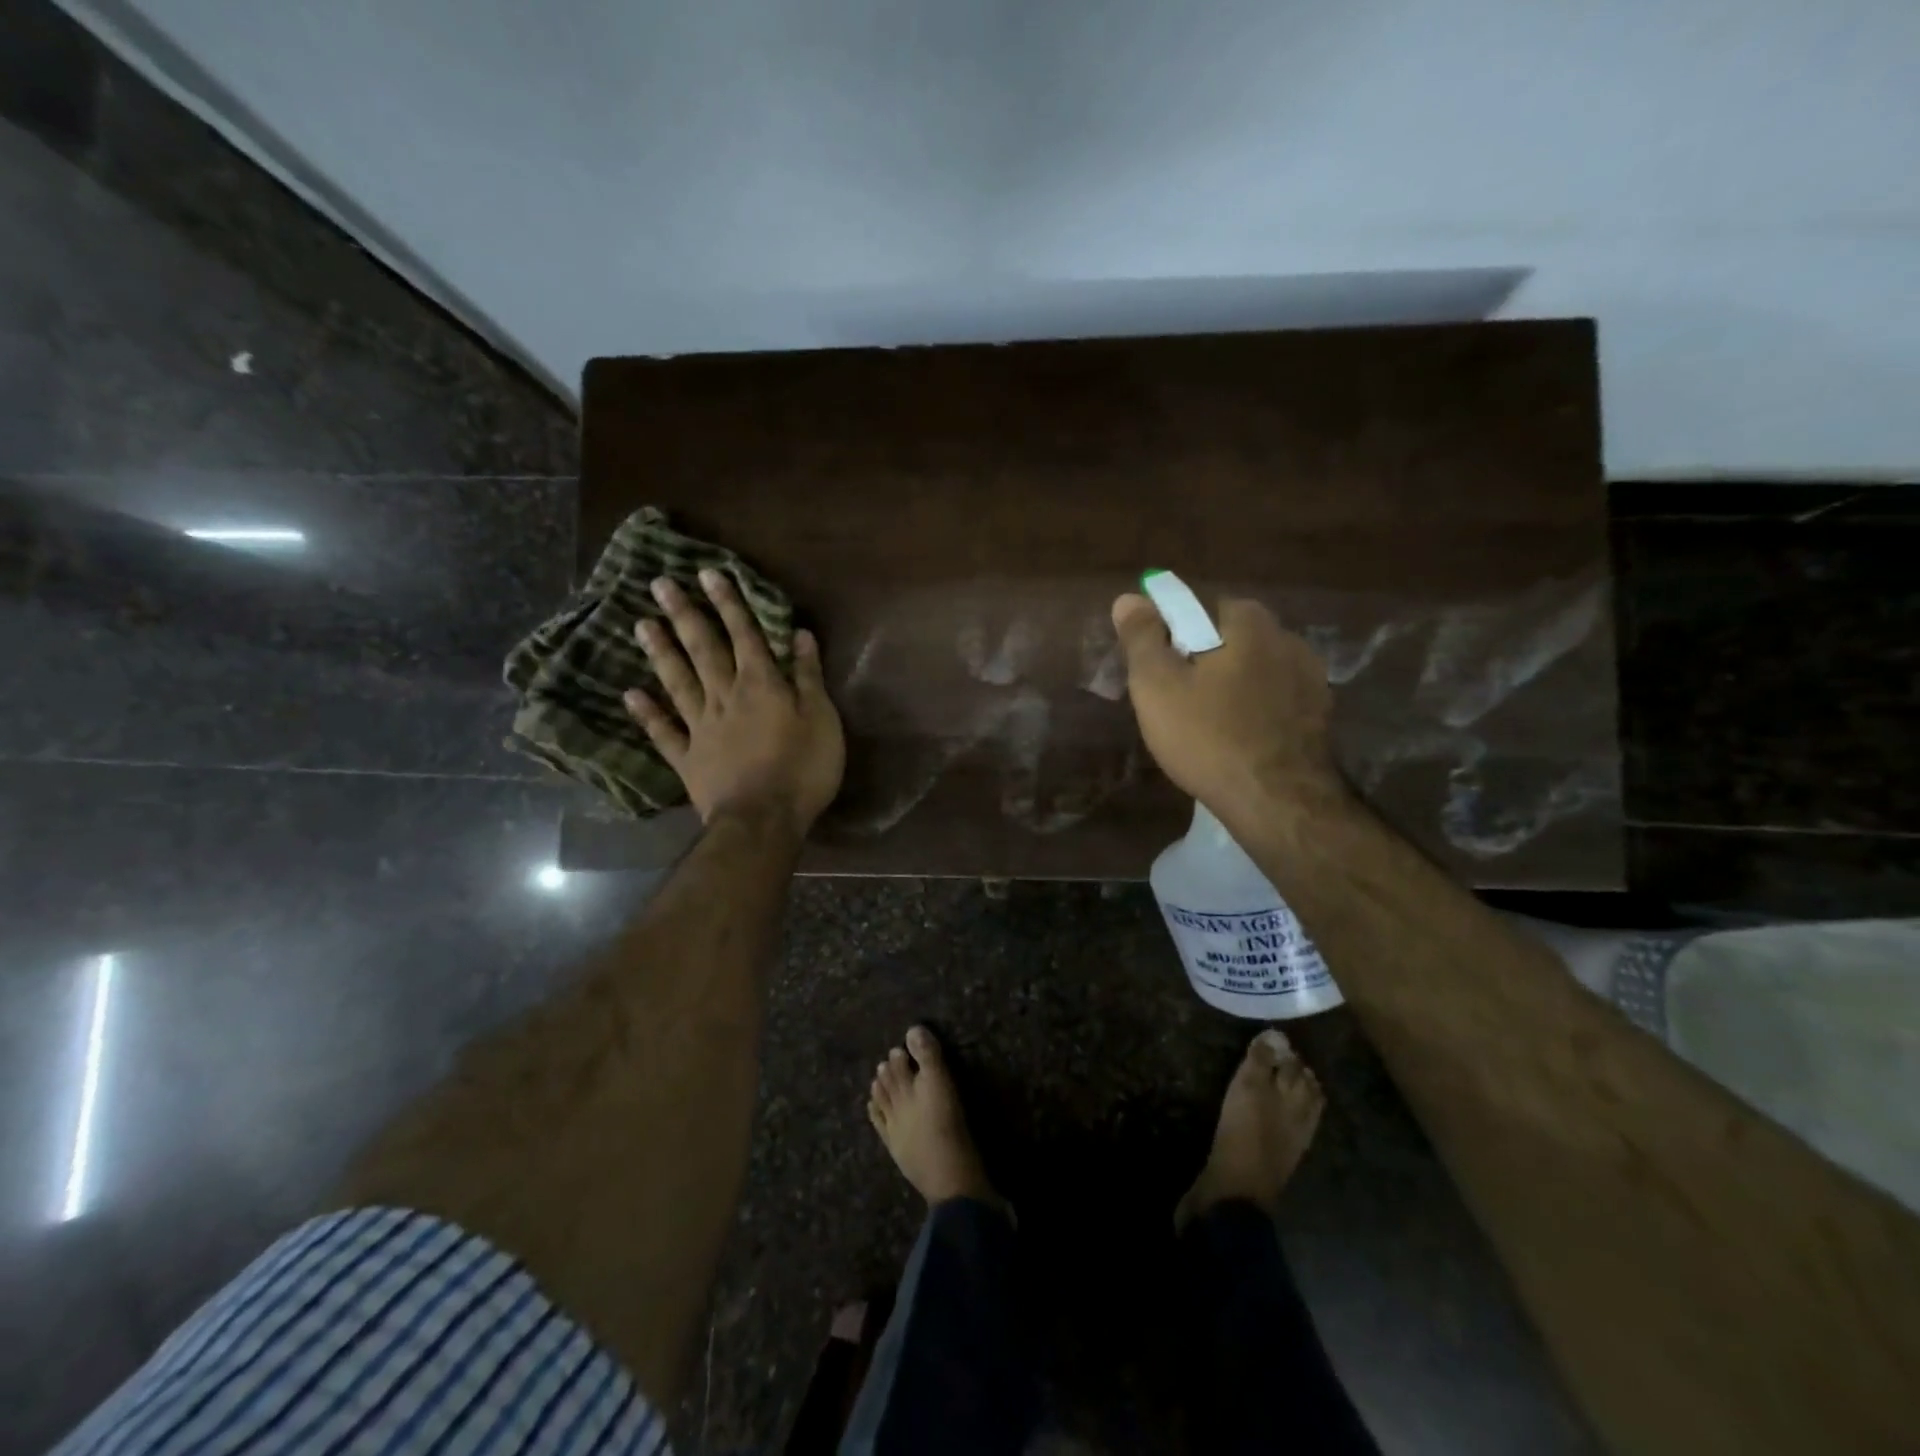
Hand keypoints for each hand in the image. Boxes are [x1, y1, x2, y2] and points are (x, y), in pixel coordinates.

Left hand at [625, 571, 845, 838]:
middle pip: (703, 650)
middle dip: (685, 615)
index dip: (729, 604)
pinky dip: (647, 714)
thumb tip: (800, 635)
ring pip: (678, 681)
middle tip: (659, 585)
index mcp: (761, 685)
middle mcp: (725, 697)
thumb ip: (809, 677)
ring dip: (661, 652)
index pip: (745, 635)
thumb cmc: (803, 769)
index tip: (708, 574)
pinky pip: (664, 732)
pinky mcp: (688, 759)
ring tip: (641, 624)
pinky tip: (630, 694)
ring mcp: (701, 728)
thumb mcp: (822, 720)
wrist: (764, 820)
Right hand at [1111, 592, 1347, 824]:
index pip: (1199, 608)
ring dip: (1232, 685)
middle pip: (1229, 638)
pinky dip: (1255, 709)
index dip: (1172, 636)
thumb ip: (1142, 637)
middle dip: (1203, 659)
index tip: (1157, 671)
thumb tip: (1129, 598)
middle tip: (1177, 700)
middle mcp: (1287, 637)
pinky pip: (1274, 698)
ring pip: (1254, 669)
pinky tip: (1239, 739)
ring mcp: (1311, 677)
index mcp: (1248, 622)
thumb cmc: (1208, 737)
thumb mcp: (1157, 686)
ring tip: (1208, 725)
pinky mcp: (1320, 714)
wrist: (1277, 802)